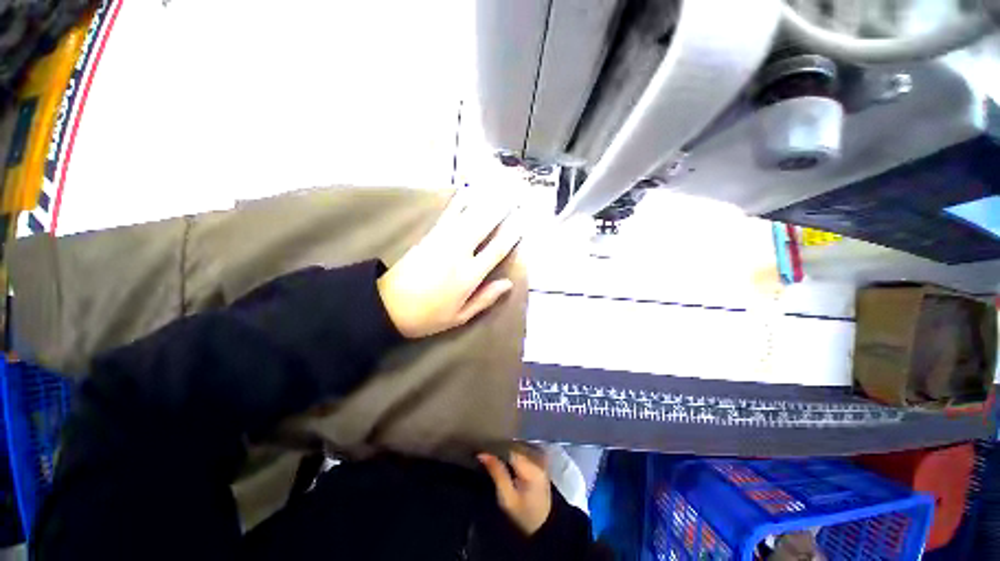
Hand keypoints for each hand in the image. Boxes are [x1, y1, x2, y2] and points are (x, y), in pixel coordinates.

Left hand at [377, 191, 522, 337]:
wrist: (387, 306)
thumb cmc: (428, 316)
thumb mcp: (460, 316)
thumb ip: (485, 299)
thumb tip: (508, 283)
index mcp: (469, 276)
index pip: (497, 249)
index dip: (512, 233)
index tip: (523, 220)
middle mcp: (459, 253)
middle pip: (484, 225)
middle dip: (502, 208)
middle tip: (515, 195)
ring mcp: (443, 241)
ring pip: (469, 215)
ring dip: (485, 200)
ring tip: (499, 186)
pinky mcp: (429, 235)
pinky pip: (449, 214)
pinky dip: (460, 201)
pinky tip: (468, 191)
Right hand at [478, 452, 551, 535]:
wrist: (541, 528)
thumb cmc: (522, 515)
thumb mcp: (507, 498)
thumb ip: (496, 473)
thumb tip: (482, 454)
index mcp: (533, 467)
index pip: (511, 449)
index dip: (497, 449)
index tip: (485, 452)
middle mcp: (540, 459)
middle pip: (516, 446)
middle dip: (503, 449)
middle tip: (488, 456)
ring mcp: (542, 460)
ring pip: (520, 448)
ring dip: (508, 451)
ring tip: (496, 457)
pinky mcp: (541, 463)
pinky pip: (525, 452)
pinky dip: (515, 454)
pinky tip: (507, 461)